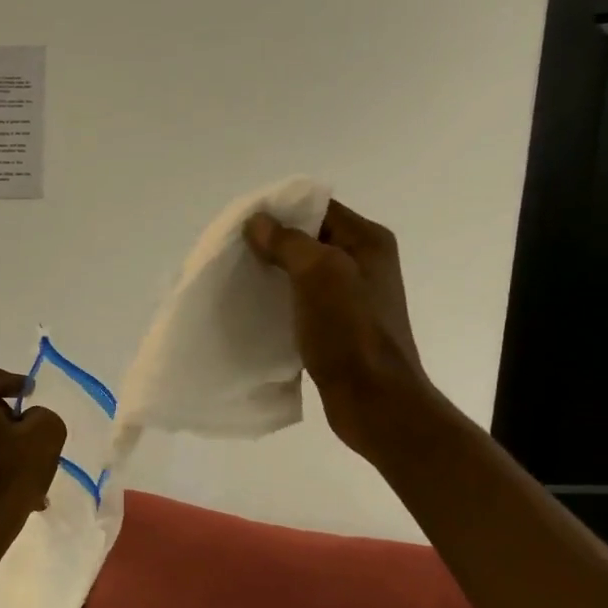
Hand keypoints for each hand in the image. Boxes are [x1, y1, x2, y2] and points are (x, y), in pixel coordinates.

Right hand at [244, 200, 437, 459]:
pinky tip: (254, 310)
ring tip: (237, 280)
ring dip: (271, 274)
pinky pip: (301, 301)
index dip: (280, 211)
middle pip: (308, 239)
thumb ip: (287, 242)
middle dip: (270, 243)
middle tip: (233, 254)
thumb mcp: (318, 273)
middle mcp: (363, 263)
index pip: (318, 208)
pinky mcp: (337, 326)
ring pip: (302, 272)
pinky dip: (278, 301)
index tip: (241, 225)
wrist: (374, 399)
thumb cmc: (350, 331)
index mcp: (367, 242)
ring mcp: (351, 297)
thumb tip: (257, 222)